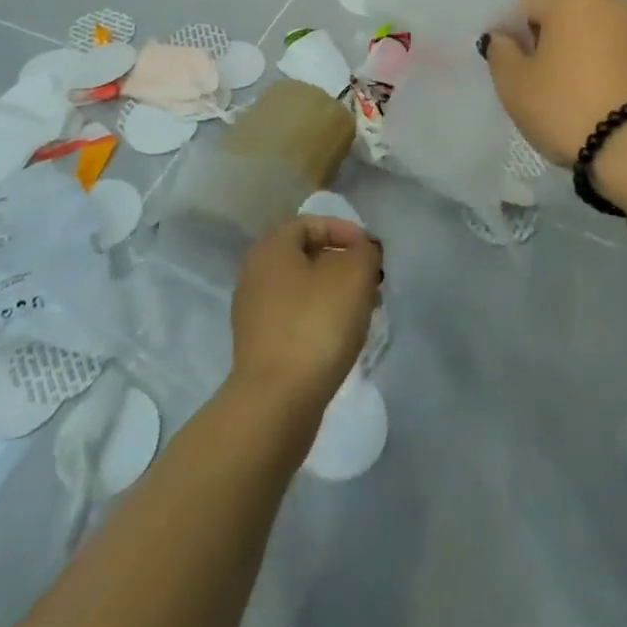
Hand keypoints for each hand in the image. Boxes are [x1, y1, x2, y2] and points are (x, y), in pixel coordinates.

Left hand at [229, 216, 381, 419]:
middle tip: (372, 282)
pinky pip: (296, 320)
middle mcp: (256, 274)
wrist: (276, 403)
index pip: (310, 223)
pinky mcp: (260, 348)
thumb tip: (363, 250)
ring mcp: (254, 314)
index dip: (344, 230)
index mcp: (271, 248)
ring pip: (303, 290)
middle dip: (344, 265)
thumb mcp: (353, 275)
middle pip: (307, 257)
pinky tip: (341, 339)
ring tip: (364, 312)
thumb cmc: (316, 324)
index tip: (371, 252)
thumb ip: (364, 251)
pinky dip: (321, 320)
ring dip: (335, 294)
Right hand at [483, 0, 626, 166]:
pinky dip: (595, 64)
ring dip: (570, 51)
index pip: (524, 5)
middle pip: (558, 14)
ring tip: (563, 90)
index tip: (507, 67)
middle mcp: (607, 1)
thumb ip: (499, 51)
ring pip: (586, 32)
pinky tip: (590, 95)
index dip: (508, 33)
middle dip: (541, 40)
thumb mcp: (513, 83)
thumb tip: (504, 37)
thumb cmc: (566, 107)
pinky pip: (610, 50)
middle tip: (532, 80)